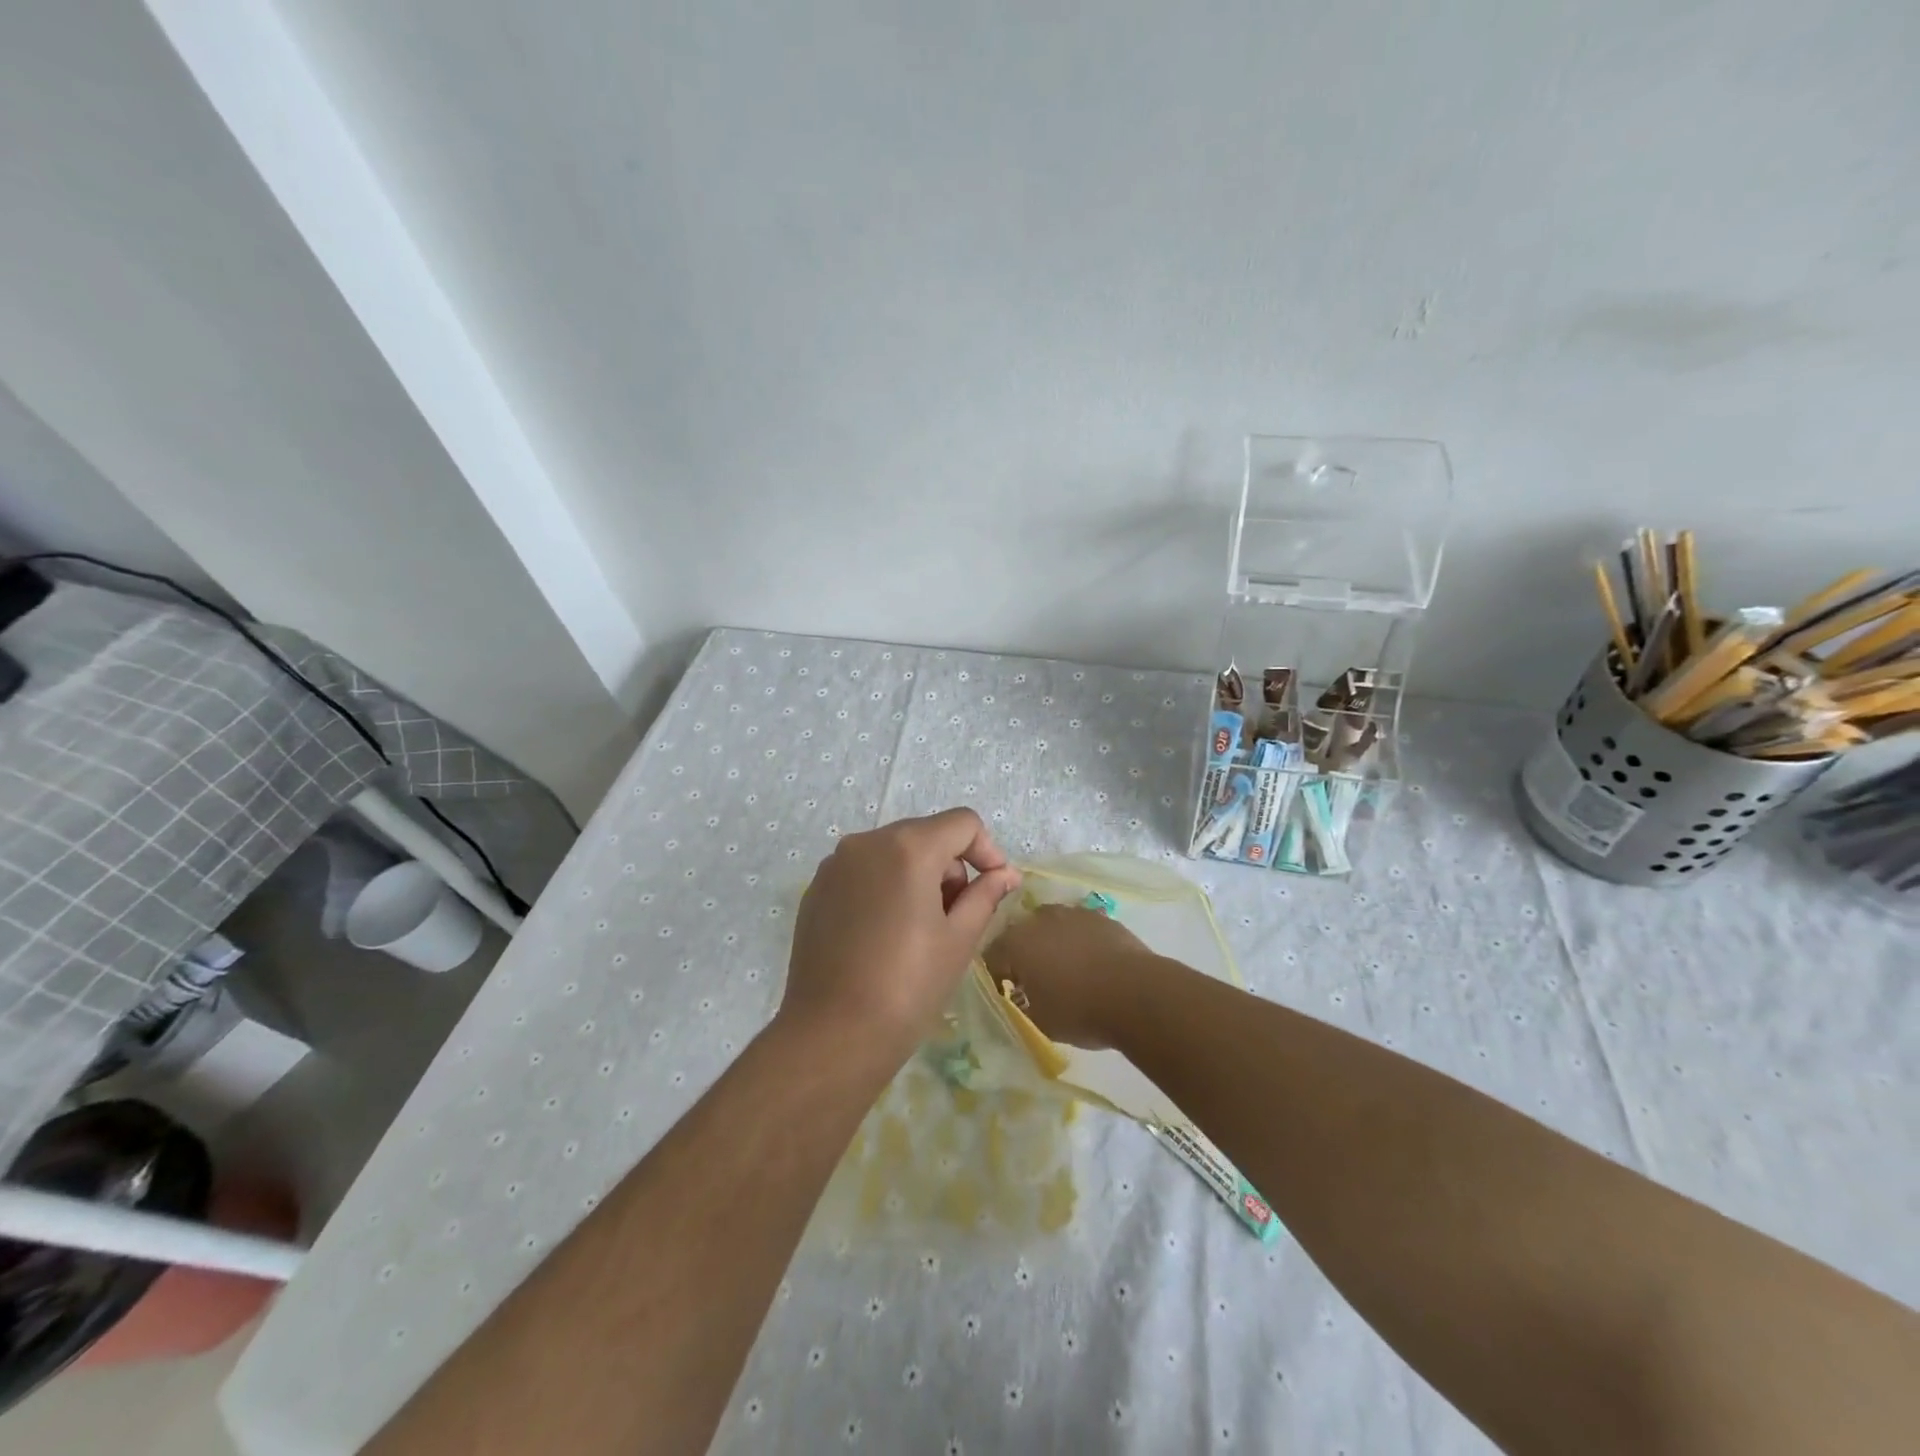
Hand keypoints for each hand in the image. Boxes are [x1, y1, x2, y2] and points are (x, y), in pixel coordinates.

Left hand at [780, 808, 1020, 1055]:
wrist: (832, 1034)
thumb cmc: (908, 986)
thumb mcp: (959, 939)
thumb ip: (986, 895)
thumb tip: (1006, 874)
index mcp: (908, 847)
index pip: (963, 823)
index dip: (987, 851)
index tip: (995, 888)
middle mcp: (867, 842)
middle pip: (926, 834)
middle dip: (951, 867)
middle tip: (958, 917)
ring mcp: (835, 865)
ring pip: (893, 852)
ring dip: (918, 877)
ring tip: (921, 930)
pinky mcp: (816, 890)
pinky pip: (863, 873)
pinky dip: (885, 889)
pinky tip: (884, 936)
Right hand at [982, 904, 1158, 1048]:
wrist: (1136, 993)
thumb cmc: (1079, 1011)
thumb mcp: (1039, 1022)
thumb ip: (1021, 1006)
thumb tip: (1020, 1000)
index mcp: (1015, 944)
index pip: (992, 956)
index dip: (997, 975)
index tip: (1006, 993)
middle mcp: (1038, 920)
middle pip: (1021, 934)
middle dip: (1023, 954)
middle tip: (1035, 980)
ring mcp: (1071, 913)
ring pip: (1051, 925)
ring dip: (1051, 942)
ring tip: (1065, 968)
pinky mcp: (1099, 916)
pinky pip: (1079, 927)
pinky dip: (1078, 940)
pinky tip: (1091, 961)